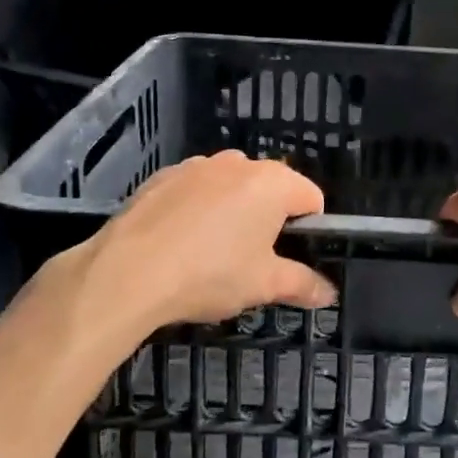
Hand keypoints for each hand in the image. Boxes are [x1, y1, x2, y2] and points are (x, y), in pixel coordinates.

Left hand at [57, 150, 333, 336]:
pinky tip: (179, 242)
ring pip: (231, 186)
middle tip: (251, 260)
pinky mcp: (164, 175)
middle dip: (268, 219)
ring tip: (211, 253)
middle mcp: (239, 162)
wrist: (128, 271)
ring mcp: (198, 165)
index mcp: (273, 183)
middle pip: (270, 188)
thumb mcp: (263, 285)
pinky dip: (197, 208)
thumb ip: (302, 284)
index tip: (288, 259)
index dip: (308, 230)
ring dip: (232, 210)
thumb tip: (330, 294)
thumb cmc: (210, 274)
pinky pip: (195, 189)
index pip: (311, 198)